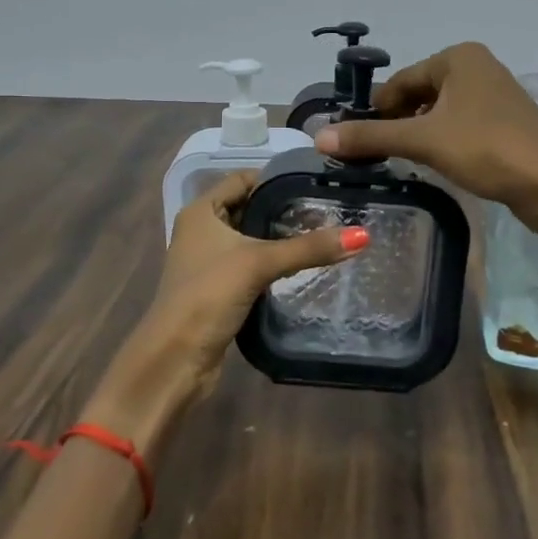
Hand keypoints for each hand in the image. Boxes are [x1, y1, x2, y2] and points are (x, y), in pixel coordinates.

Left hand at [86, 171, 367, 451]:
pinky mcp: (219, 289)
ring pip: (252, 239)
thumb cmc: (208, 296)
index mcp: (201, 211)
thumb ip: (308, 248)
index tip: (316, 183)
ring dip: (280, 239)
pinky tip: (303, 267)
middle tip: (329, 210)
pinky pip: (251, 265)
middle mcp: (202, 230)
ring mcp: (209, 261)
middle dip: (284, 210)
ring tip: (324, 235)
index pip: (243, 179)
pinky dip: (273, 263)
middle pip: (250, 208)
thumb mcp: (259, 263)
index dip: (277, 179)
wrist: (174, 360)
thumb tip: (363, 235)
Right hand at [315, 41, 537, 232]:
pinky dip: (441, 142)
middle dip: (396, 123)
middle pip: (419, 94)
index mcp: (458, 58)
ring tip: (397, 163)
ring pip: (439, 112)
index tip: (353, 141)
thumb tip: (318, 136)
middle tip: (372, 156)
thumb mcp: (424, 141)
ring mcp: (494, 96)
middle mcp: (477, 68)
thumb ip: (371, 137)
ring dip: (417, 135)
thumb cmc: (487, 148)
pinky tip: (432, 165)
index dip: (375, 110)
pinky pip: (459, 126)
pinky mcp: (504, 124)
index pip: (401, 81)